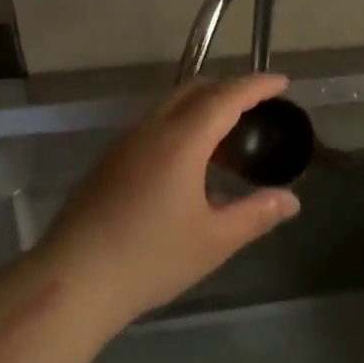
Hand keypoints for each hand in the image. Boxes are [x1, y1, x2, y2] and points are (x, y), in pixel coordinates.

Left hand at [42, 74, 300, 326]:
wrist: (72, 281)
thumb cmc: (149, 259)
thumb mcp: (213, 241)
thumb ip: (255, 214)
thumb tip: (291, 200)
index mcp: (182, 140)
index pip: (227, 97)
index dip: (257, 85)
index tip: (282, 82)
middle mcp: (152, 128)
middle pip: (196, 89)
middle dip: (230, 88)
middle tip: (259, 104)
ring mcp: (126, 142)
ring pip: (172, 105)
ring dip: (204, 106)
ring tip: (229, 136)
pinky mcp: (110, 159)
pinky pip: (155, 123)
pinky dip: (183, 123)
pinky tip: (191, 162)